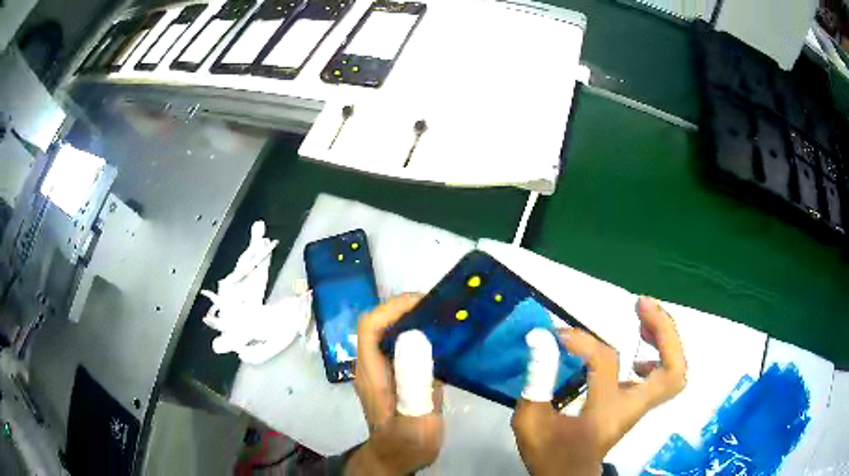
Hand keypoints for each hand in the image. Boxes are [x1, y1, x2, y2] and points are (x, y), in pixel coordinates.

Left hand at [347, 295, 443, 475]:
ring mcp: (384, 370)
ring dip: (416, 320)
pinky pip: (405, 347)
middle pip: (381, 324)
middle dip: (408, 309)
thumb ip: (414, 385)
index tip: (425, 303)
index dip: (393, 308)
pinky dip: (423, 337)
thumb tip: (417, 339)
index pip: (371, 326)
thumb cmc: (405, 444)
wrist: (398, 459)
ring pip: (392, 333)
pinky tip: (446, 341)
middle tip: (442, 308)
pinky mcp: (396, 376)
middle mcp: (373, 365)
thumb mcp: (414, 421)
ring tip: (447, 318)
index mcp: (372, 373)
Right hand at [512, 296, 686, 475]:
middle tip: (640, 305)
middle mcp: (631, 409)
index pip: (606, 364)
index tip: (559, 334)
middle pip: (672, 371)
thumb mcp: (530, 422)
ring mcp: (639, 407)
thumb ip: (536, 382)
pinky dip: (661, 355)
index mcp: (604, 415)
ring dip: (666, 338)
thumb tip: (542, 339)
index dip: (584, 340)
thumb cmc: (549, 454)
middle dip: (664, 332)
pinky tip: (640, 352)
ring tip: (643, 315)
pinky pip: (664, 376)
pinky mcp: (637, 404)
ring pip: (675, 372)